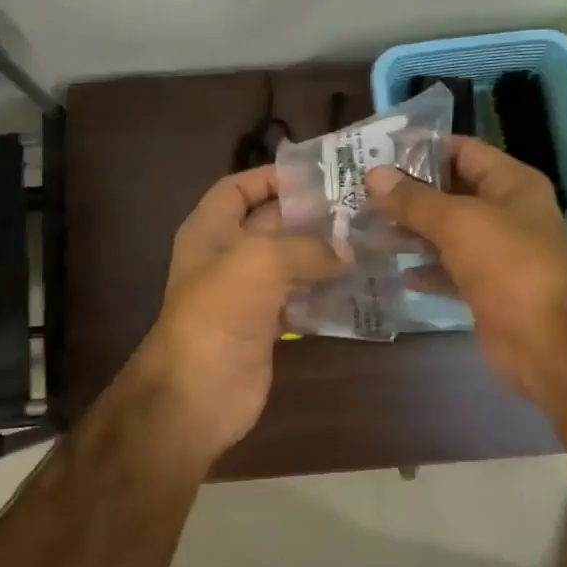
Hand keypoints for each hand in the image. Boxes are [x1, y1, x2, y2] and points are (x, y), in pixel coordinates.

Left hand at [135, 166, 348, 459]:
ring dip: (322, 255)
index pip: (239, 188)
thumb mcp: (261, 261)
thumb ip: (307, 247)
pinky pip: (299, 299)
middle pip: (271, 224)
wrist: (198, 391)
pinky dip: (323, 293)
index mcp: (211, 230)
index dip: (272, 177)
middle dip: (309, 215)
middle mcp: (227, 257)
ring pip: (289, 263)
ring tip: (367, 242)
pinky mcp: (265, 326)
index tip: (318, 175)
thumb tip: (346, 252)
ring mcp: (246, 294)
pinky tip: (357, 286)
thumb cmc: (220, 311)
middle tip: (359, 208)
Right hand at [368, 137, 566, 395]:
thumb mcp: (458, 223)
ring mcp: (497, 254)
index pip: (462, 151)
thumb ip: (414, 200)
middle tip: (361, 194)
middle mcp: (506, 213)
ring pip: (447, 234)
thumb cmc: (510, 265)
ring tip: (366, 228)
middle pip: (452, 193)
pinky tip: (393, 269)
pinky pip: (449, 271)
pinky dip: (424, 269)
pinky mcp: (486, 290)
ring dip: (411, 232)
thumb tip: (374, 175)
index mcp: (511, 183)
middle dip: (409, 194)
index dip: (422, 149)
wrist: (550, 341)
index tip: (377, 153)